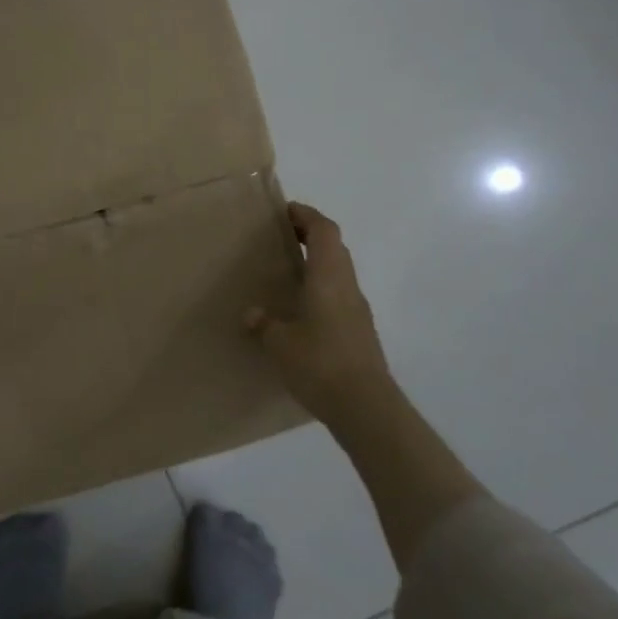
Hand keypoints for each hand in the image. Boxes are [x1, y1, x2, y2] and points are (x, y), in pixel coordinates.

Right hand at [247, 202, 396, 431]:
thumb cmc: (320, 363)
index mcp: (329, 277)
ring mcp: (357, 309)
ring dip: (317, 262)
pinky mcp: (359, 331)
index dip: (306, 215)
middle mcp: (347, 286)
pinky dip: (321, 287)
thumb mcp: (280, 343)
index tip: (284, 212)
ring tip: (286, 271)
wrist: (365, 406)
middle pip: (334, 247)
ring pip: (339, 271)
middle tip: (281, 238)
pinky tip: (300, 309)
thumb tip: (252, 314)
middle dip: (310, 235)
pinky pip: (339, 294)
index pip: (324, 230)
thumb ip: (264, 324)